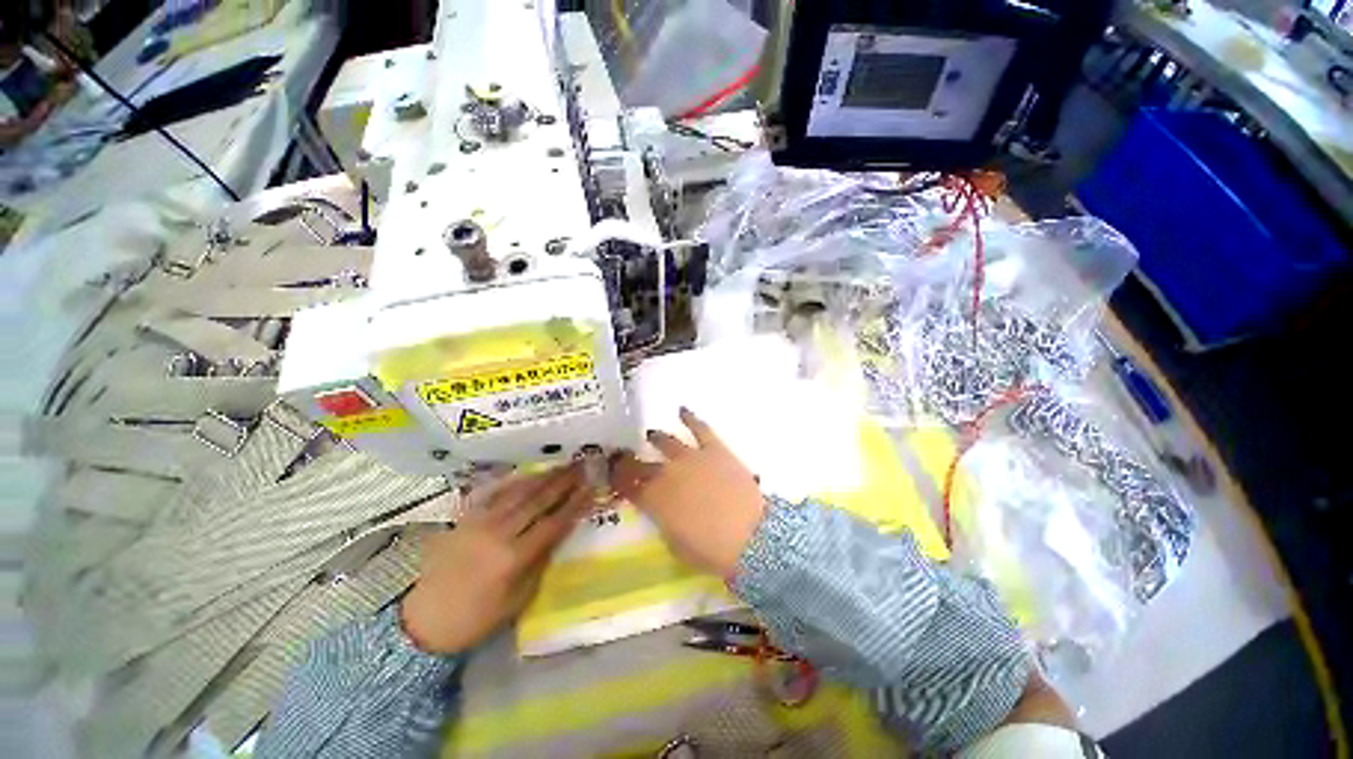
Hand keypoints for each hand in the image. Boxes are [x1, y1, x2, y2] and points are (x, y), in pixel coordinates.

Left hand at [400, 464, 591, 653]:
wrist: (424, 621)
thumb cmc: (477, 618)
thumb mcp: (518, 599)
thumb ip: (540, 563)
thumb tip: (560, 533)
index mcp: (513, 558)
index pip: (553, 523)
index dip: (575, 504)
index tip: (591, 487)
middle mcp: (497, 534)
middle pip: (537, 501)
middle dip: (563, 482)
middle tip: (581, 467)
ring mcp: (479, 523)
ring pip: (517, 493)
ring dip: (542, 478)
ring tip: (561, 466)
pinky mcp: (464, 520)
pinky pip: (493, 495)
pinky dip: (514, 483)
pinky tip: (527, 475)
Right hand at [613, 408, 765, 577]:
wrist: (747, 535)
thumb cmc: (710, 550)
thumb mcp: (676, 544)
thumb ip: (663, 522)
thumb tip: (661, 511)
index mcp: (655, 500)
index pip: (629, 488)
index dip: (619, 482)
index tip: (614, 477)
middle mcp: (667, 474)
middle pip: (641, 465)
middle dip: (629, 461)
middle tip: (624, 457)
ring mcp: (691, 458)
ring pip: (667, 442)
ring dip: (657, 438)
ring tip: (651, 434)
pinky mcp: (714, 449)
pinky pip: (700, 429)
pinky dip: (690, 418)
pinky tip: (682, 410)